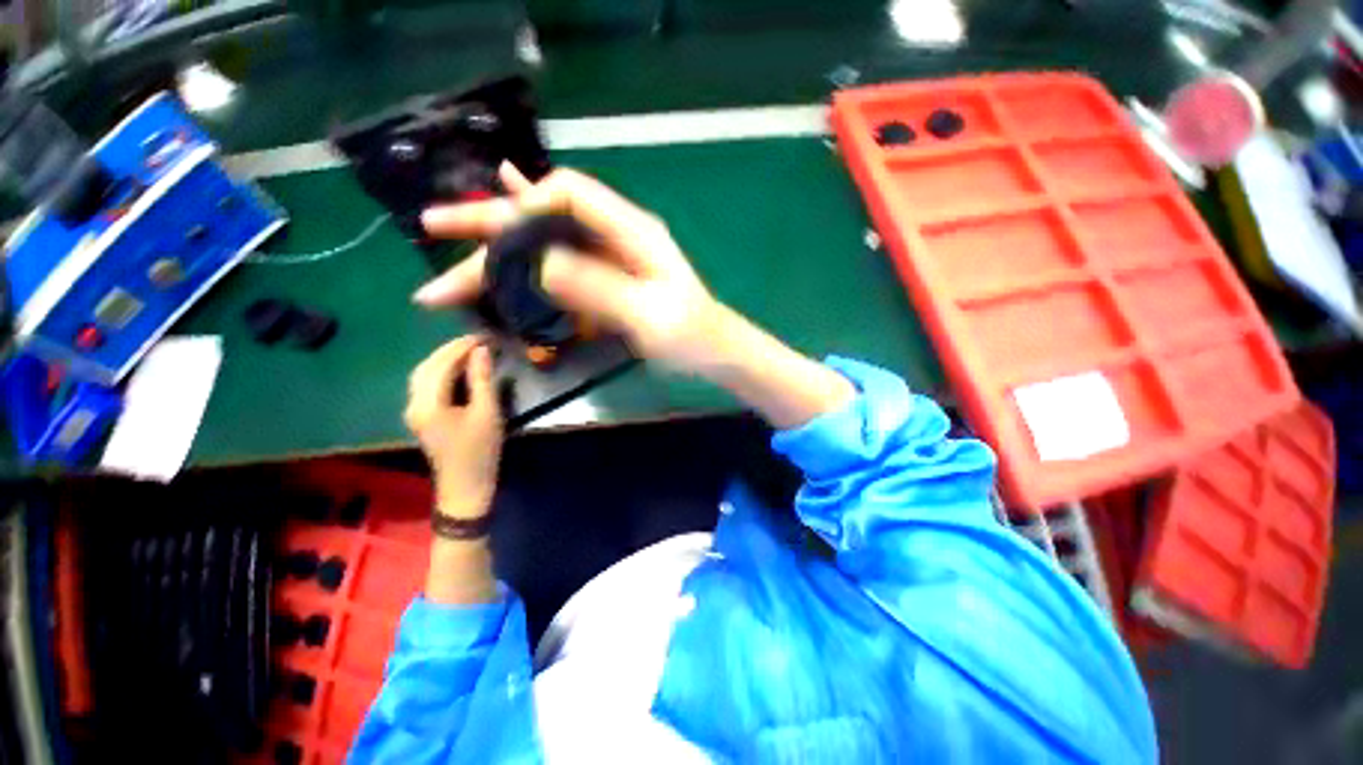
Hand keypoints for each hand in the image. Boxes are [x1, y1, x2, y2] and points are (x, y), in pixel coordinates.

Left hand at [404, 336, 501, 517]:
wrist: (465, 486)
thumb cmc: (480, 451)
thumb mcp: (487, 413)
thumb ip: (482, 380)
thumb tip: (481, 351)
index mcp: (428, 404)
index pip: (441, 364)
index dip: (461, 347)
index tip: (483, 336)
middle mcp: (414, 404)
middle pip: (426, 366)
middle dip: (450, 349)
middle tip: (477, 340)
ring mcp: (414, 411)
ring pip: (423, 374)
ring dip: (443, 359)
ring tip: (469, 351)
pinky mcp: (421, 416)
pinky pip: (426, 384)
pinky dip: (440, 371)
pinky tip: (457, 369)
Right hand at [412, 164, 733, 374]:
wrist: (712, 353)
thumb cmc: (691, 334)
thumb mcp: (647, 313)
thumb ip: (596, 288)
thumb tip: (537, 264)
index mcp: (630, 231)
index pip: (569, 192)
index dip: (528, 201)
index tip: (497, 234)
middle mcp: (613, 237)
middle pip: (545, 217)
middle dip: (490, 222)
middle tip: (431, 225)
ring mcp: (607, 262)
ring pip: (544, 246)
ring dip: (497, 252)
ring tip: (444, 253)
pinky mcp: (604, 286)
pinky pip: (558, 271)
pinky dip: (527, 267)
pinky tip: (502, 262)